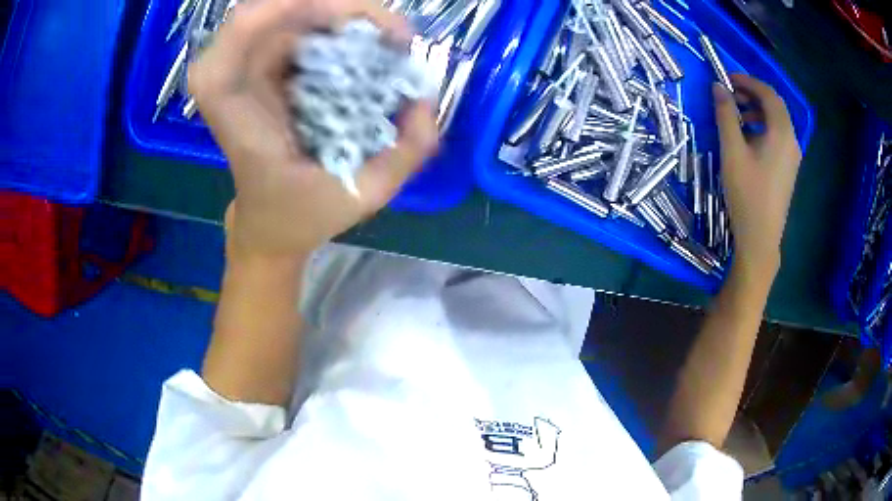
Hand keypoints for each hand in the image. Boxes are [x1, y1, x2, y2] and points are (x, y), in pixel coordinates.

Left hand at [188, 0, 438, 258]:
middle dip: (341, 9)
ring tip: (391, 39)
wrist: (270, 226)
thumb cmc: (302, 215)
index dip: (284, 6)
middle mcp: (237, 80)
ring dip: (345, 15)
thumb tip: (426, 97)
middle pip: (278, 10)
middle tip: (395, 36)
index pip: (241, 30)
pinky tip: (371, 44)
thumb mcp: (362, 195)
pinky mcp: (267, 69)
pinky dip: (340, 25)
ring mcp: (251, 70)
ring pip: (294, 12)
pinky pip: (302, 25)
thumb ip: (406, 151)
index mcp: (239, 112)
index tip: (348, 20)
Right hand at [713, 74, 801, 280]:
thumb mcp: (732, 151)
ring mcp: (792, 157)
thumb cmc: (747, 194)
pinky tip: (746, 140)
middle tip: (730, 95)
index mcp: (781, 133)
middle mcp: (791, 141)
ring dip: (756, 112)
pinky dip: (762, 129)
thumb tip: (718, 87)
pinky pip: (777, 138)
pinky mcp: (788, 169)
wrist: (760, 238)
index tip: (727, 78)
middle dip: (752, 95)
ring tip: (735, 117)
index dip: (748, 81)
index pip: (768, 94)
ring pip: (776, 122)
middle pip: (774, 107)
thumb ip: (725, 115)